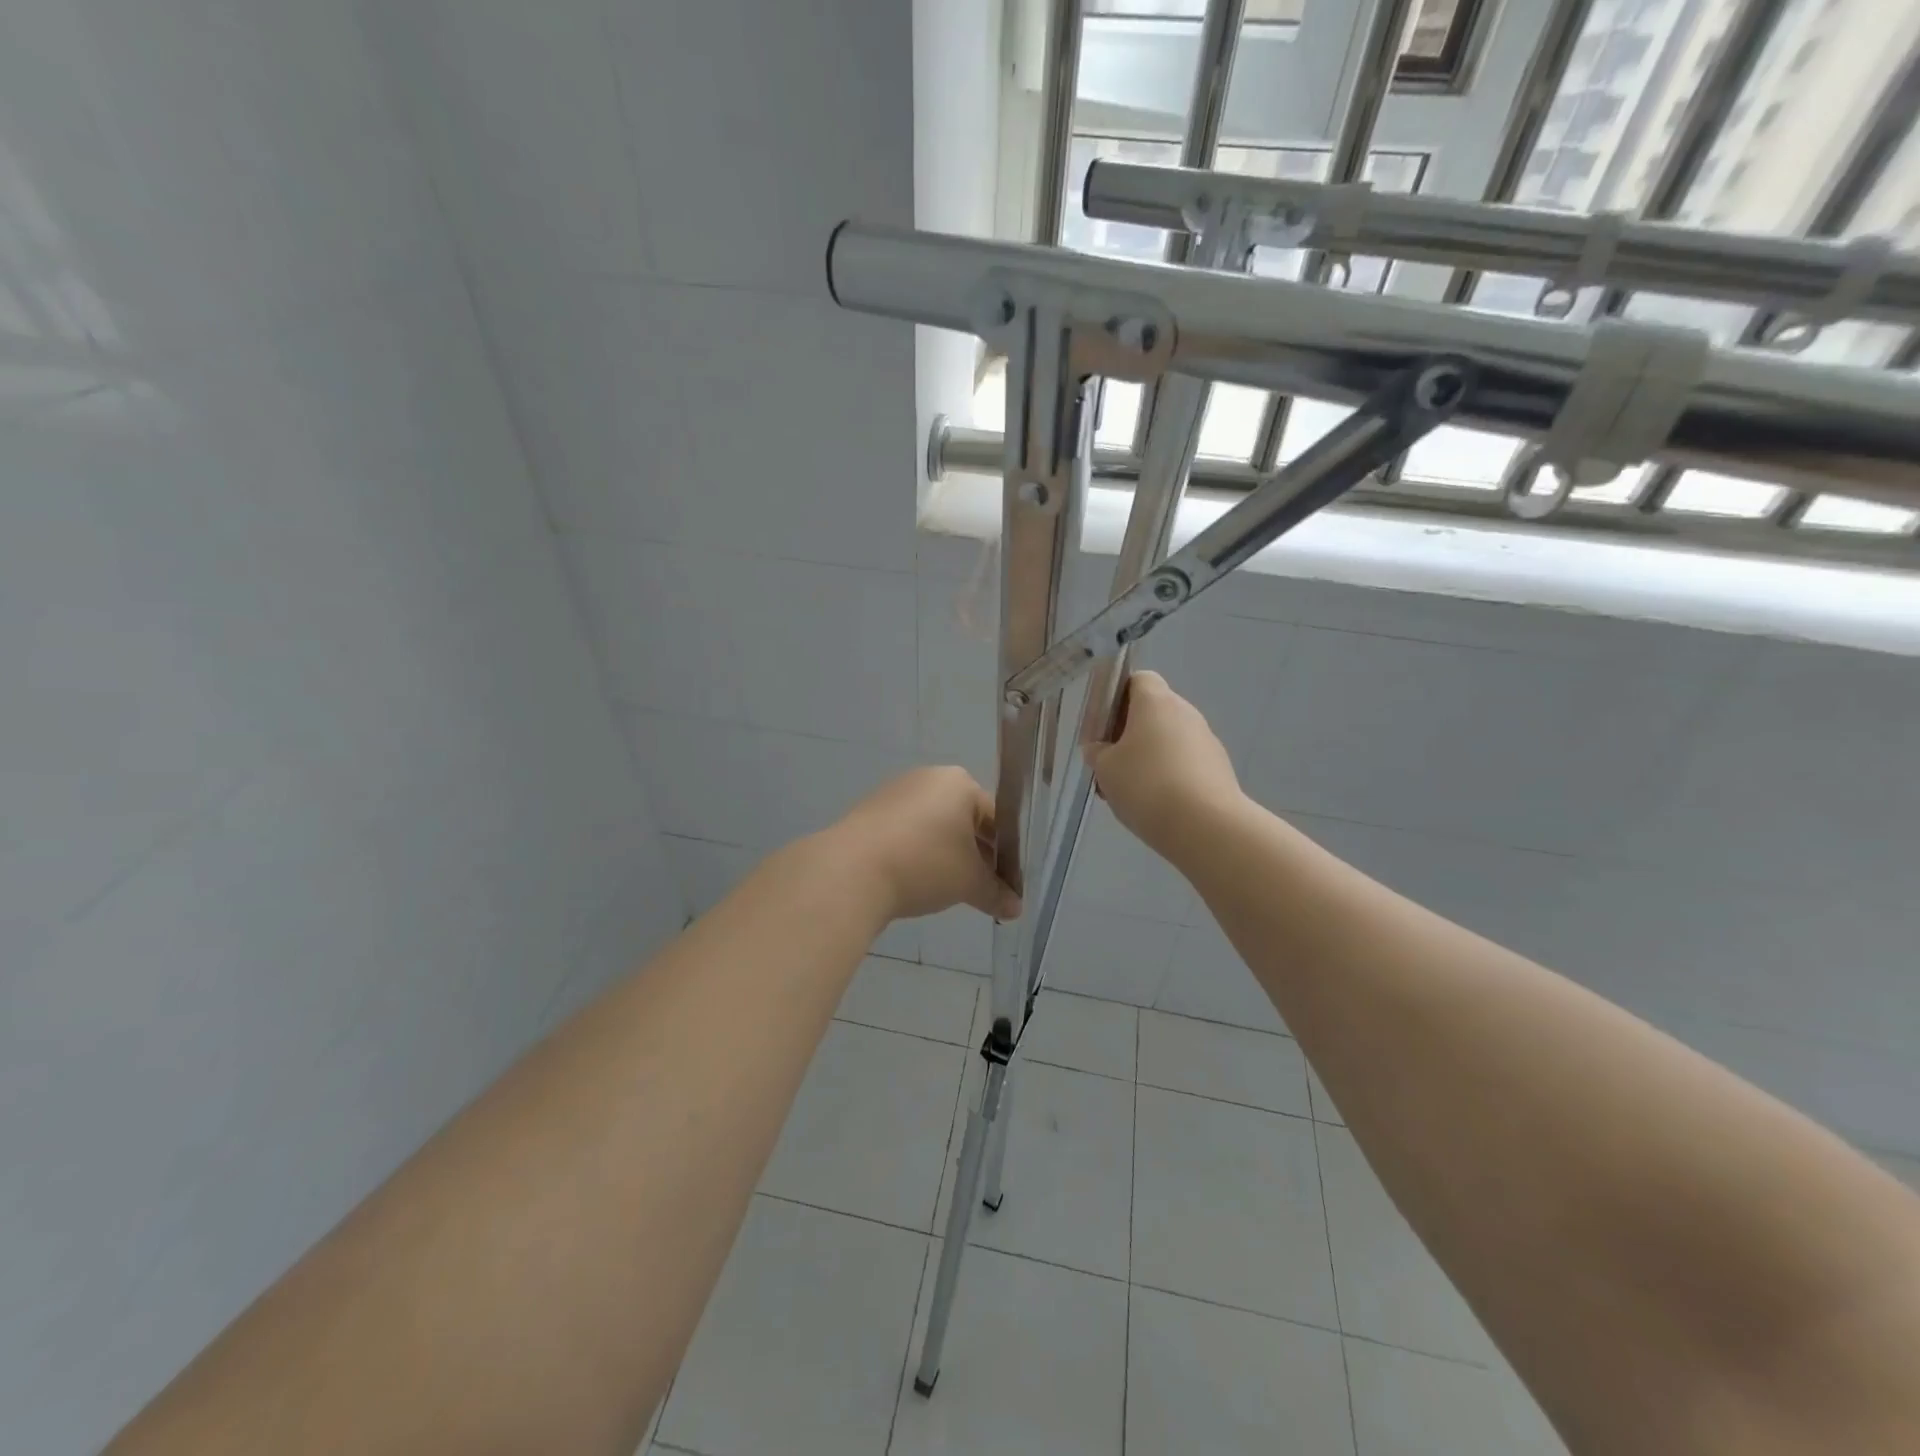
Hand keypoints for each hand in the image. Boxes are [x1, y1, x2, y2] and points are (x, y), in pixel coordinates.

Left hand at [830, 766, 1021, 922]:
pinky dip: (918, 853)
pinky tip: (917, 881)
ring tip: (950, 889)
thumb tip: (1016, 909)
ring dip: (948, 855)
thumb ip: (996, 893)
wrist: (850, 872)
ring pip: (935, 826)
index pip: (997, 818)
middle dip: (977, 855)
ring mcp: (895, 793)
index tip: (1008, 884)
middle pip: (965, 819)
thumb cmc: (924, 865)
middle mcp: (928, 778)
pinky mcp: (870, 812)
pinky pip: (907, 832)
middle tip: (983, 888)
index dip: (1007, 854)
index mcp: (959, 783)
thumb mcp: (969, 882)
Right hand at [1085, 671, 1243, 857]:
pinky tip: (1155, 806)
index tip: (1102, 725)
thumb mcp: (1106, 769)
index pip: (1138, 679)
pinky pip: (1185, 763)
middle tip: (1109, 764)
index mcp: (1156, 702)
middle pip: (1153, 712)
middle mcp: (1186, 713)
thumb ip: (1097, 753)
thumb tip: (1099, 748)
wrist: (1206, 827)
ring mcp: (1206, 741)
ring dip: (1148, 758)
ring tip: (1129, 792)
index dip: (1117, 696)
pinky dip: (1168, 776)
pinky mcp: (1219, 769)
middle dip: (1128, 734)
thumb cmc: (1147, 786)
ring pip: (1168, 740)